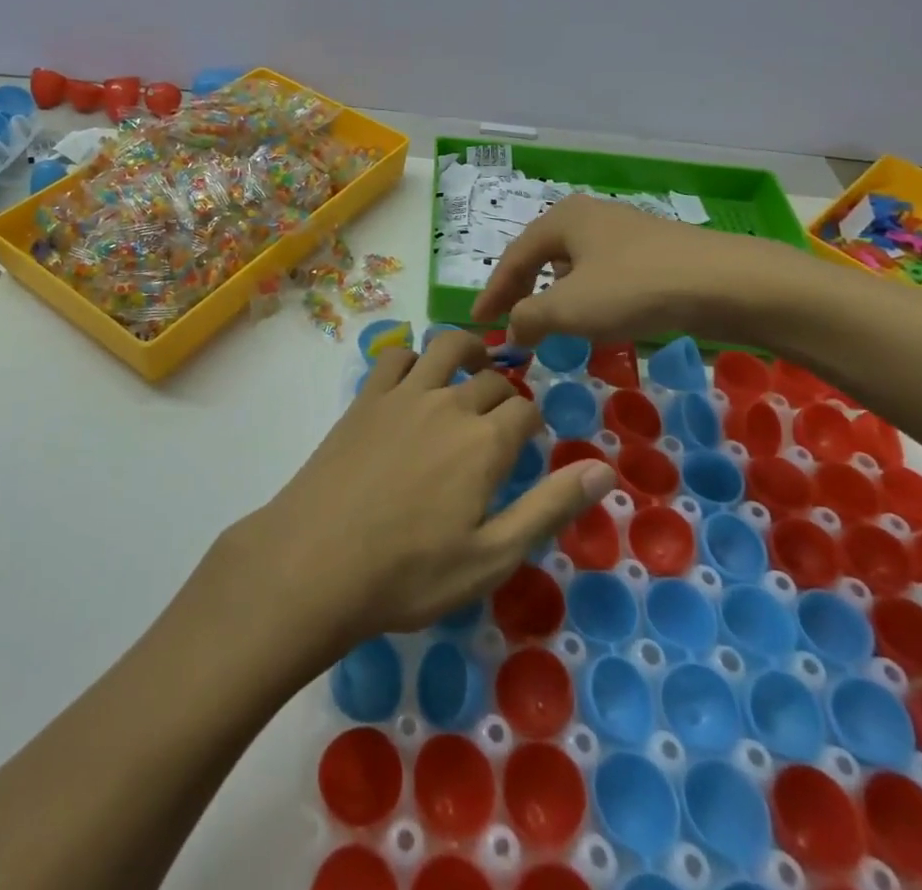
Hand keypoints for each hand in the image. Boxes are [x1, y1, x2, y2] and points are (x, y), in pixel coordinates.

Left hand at [229, 330, 615, 655]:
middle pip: (491, 379)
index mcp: (485, 442)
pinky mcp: (365, 398)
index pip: (526, 410)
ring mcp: (403, 394)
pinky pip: (395, 356)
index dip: (534, 422)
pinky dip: (413, 357)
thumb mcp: (492, 556)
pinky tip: (414, 379)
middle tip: (502, 417)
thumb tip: (605, 469)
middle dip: (505, 393)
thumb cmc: (410, 573)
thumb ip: (549, 507)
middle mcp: (449, 403)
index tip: (529, 441)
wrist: (317, 562)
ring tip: (473, 366)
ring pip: (446, 347)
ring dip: (468, 350)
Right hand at [472, 193, 809, 347]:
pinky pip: (603, 273)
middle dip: (523, 290)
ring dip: (556, 295)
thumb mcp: (570, 308)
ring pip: (574, 264)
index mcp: (562, 219)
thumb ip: (529, 318)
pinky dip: (588, 296)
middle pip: (542, 255)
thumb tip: (512, 330)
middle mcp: (588, 216)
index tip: (478, 323)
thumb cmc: (634, 288)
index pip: (513, 257)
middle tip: (509, 322)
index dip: (493, 292)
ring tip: (550, 324)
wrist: (726, 282)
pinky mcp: (652, 251)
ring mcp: (624, 231)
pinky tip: (598, 318)